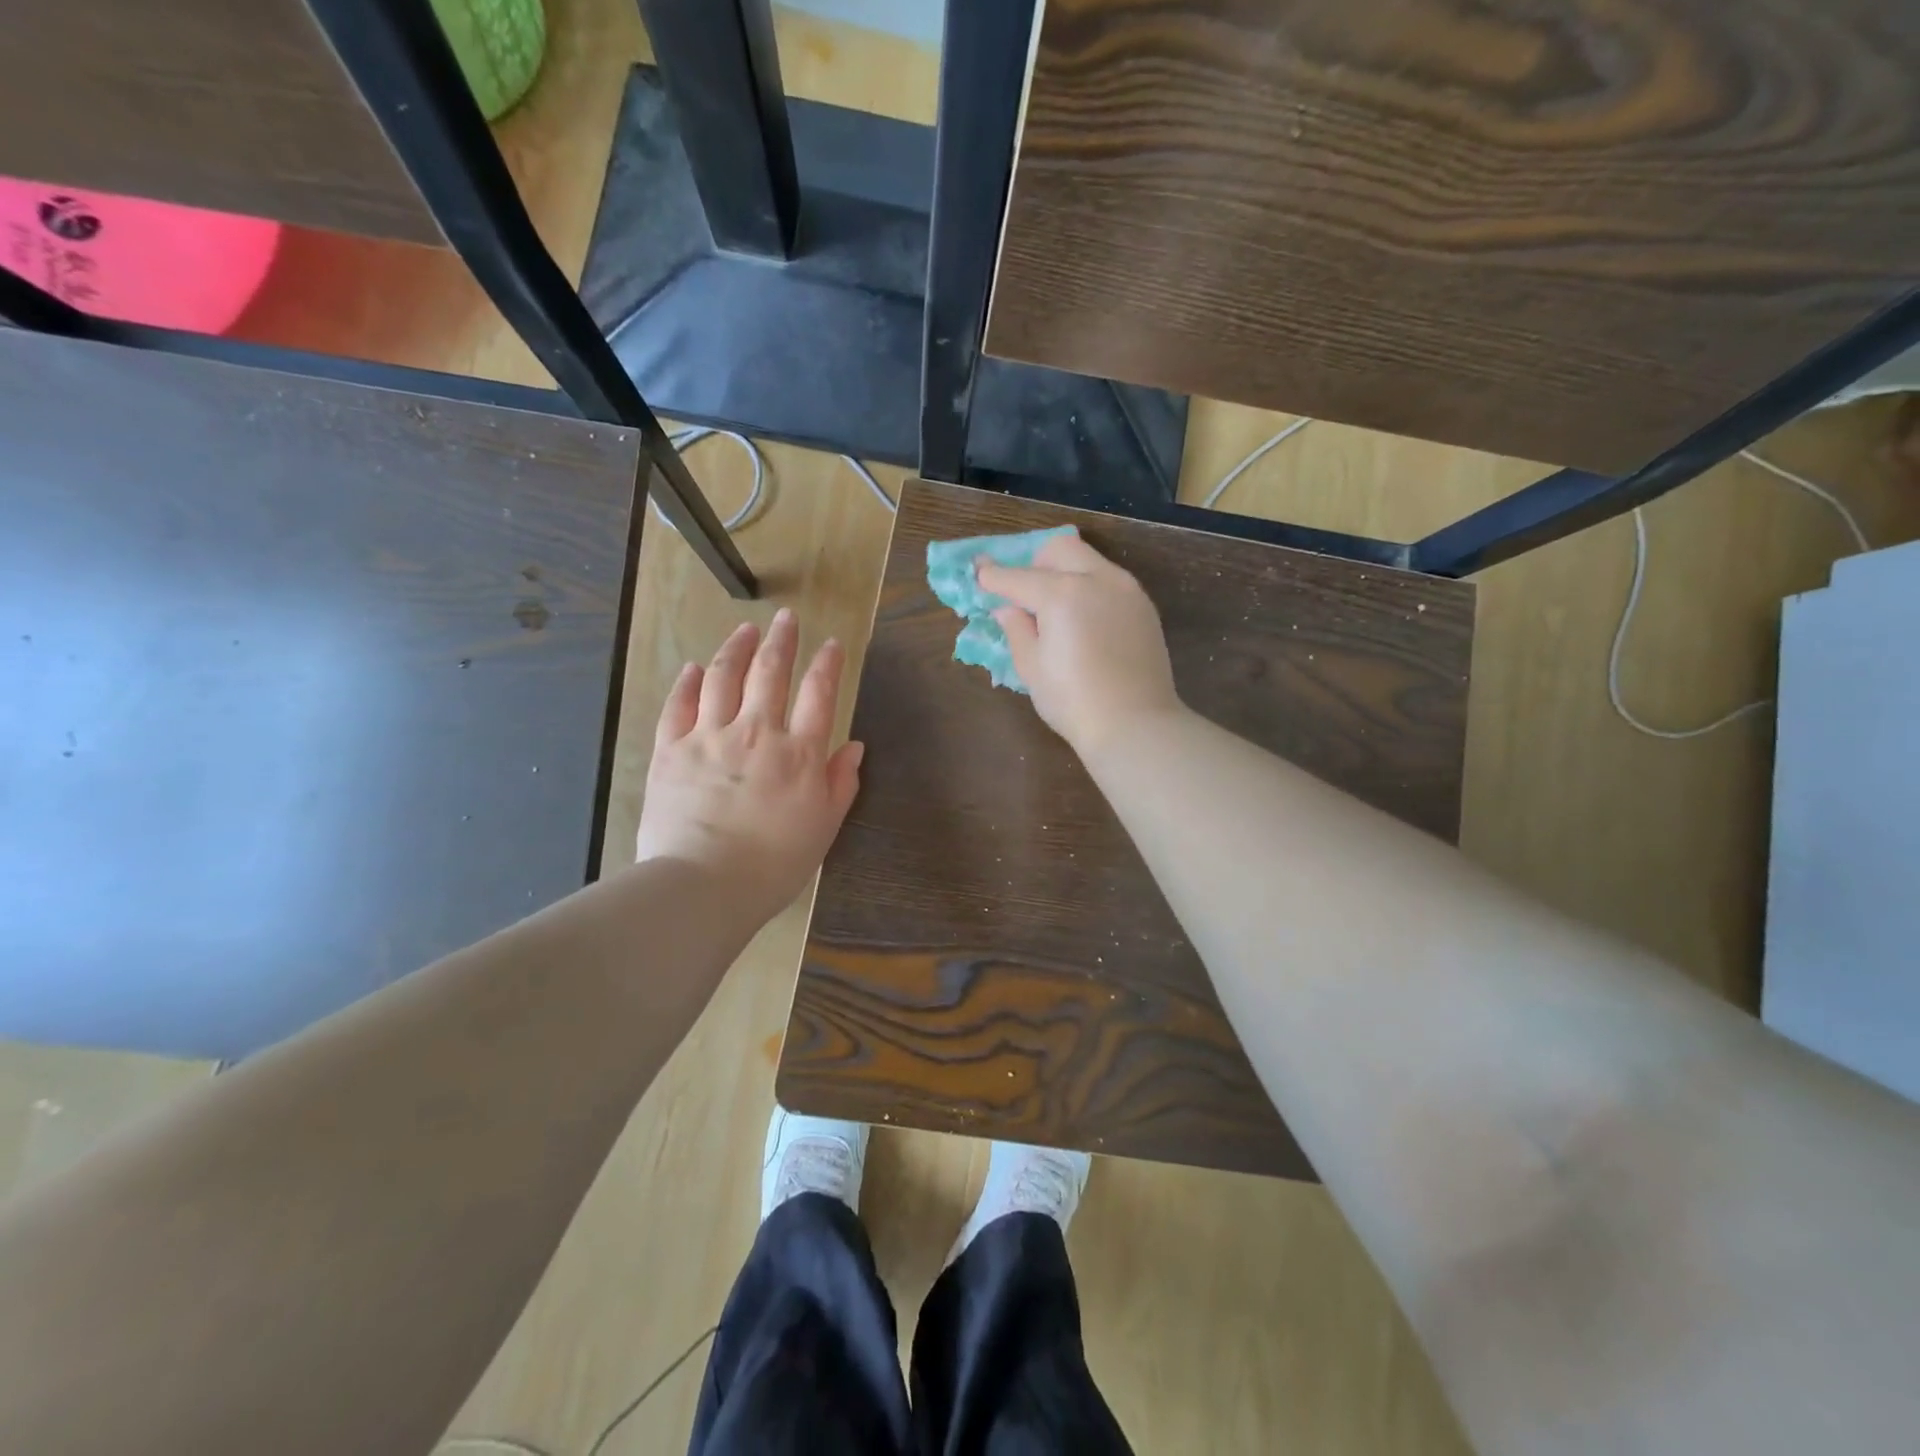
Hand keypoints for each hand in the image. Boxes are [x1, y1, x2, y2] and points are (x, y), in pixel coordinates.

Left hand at [636, 608, 863, 922]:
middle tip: (786, 618)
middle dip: (781, 640)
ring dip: (737, 648)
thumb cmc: (774, 865)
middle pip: (770, 673)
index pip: (818, 694)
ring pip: (724, 677)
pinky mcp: (670, 750)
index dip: (827, 664)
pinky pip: (679, 705)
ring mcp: (709, 737)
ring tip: (745, 629)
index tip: (831, 644)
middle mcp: (756, 733)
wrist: (704, 886)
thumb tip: (854, 747)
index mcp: (799, 754)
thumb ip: (840, 784)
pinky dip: (689, 682)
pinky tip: (696, 668)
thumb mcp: (823, 829)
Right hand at [976, 531, 1181, 752]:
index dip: (992, 576)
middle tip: (1024, 595)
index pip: (1017, 577)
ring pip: (1088, 560)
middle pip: (1058, 549)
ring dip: (1065, 573)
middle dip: (1035, 563)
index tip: (979, 574)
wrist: (1134, 724)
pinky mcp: (1144, 606)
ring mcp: (1126, 589)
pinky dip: (1089, 588)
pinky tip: (1084, 622)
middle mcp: (1097, 579)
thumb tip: (1008, 608)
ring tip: (1055, 610)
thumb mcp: (1031, 667)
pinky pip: (1110, 581)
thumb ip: (1016, 629)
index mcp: (1062, 594)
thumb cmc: (1073, 701)